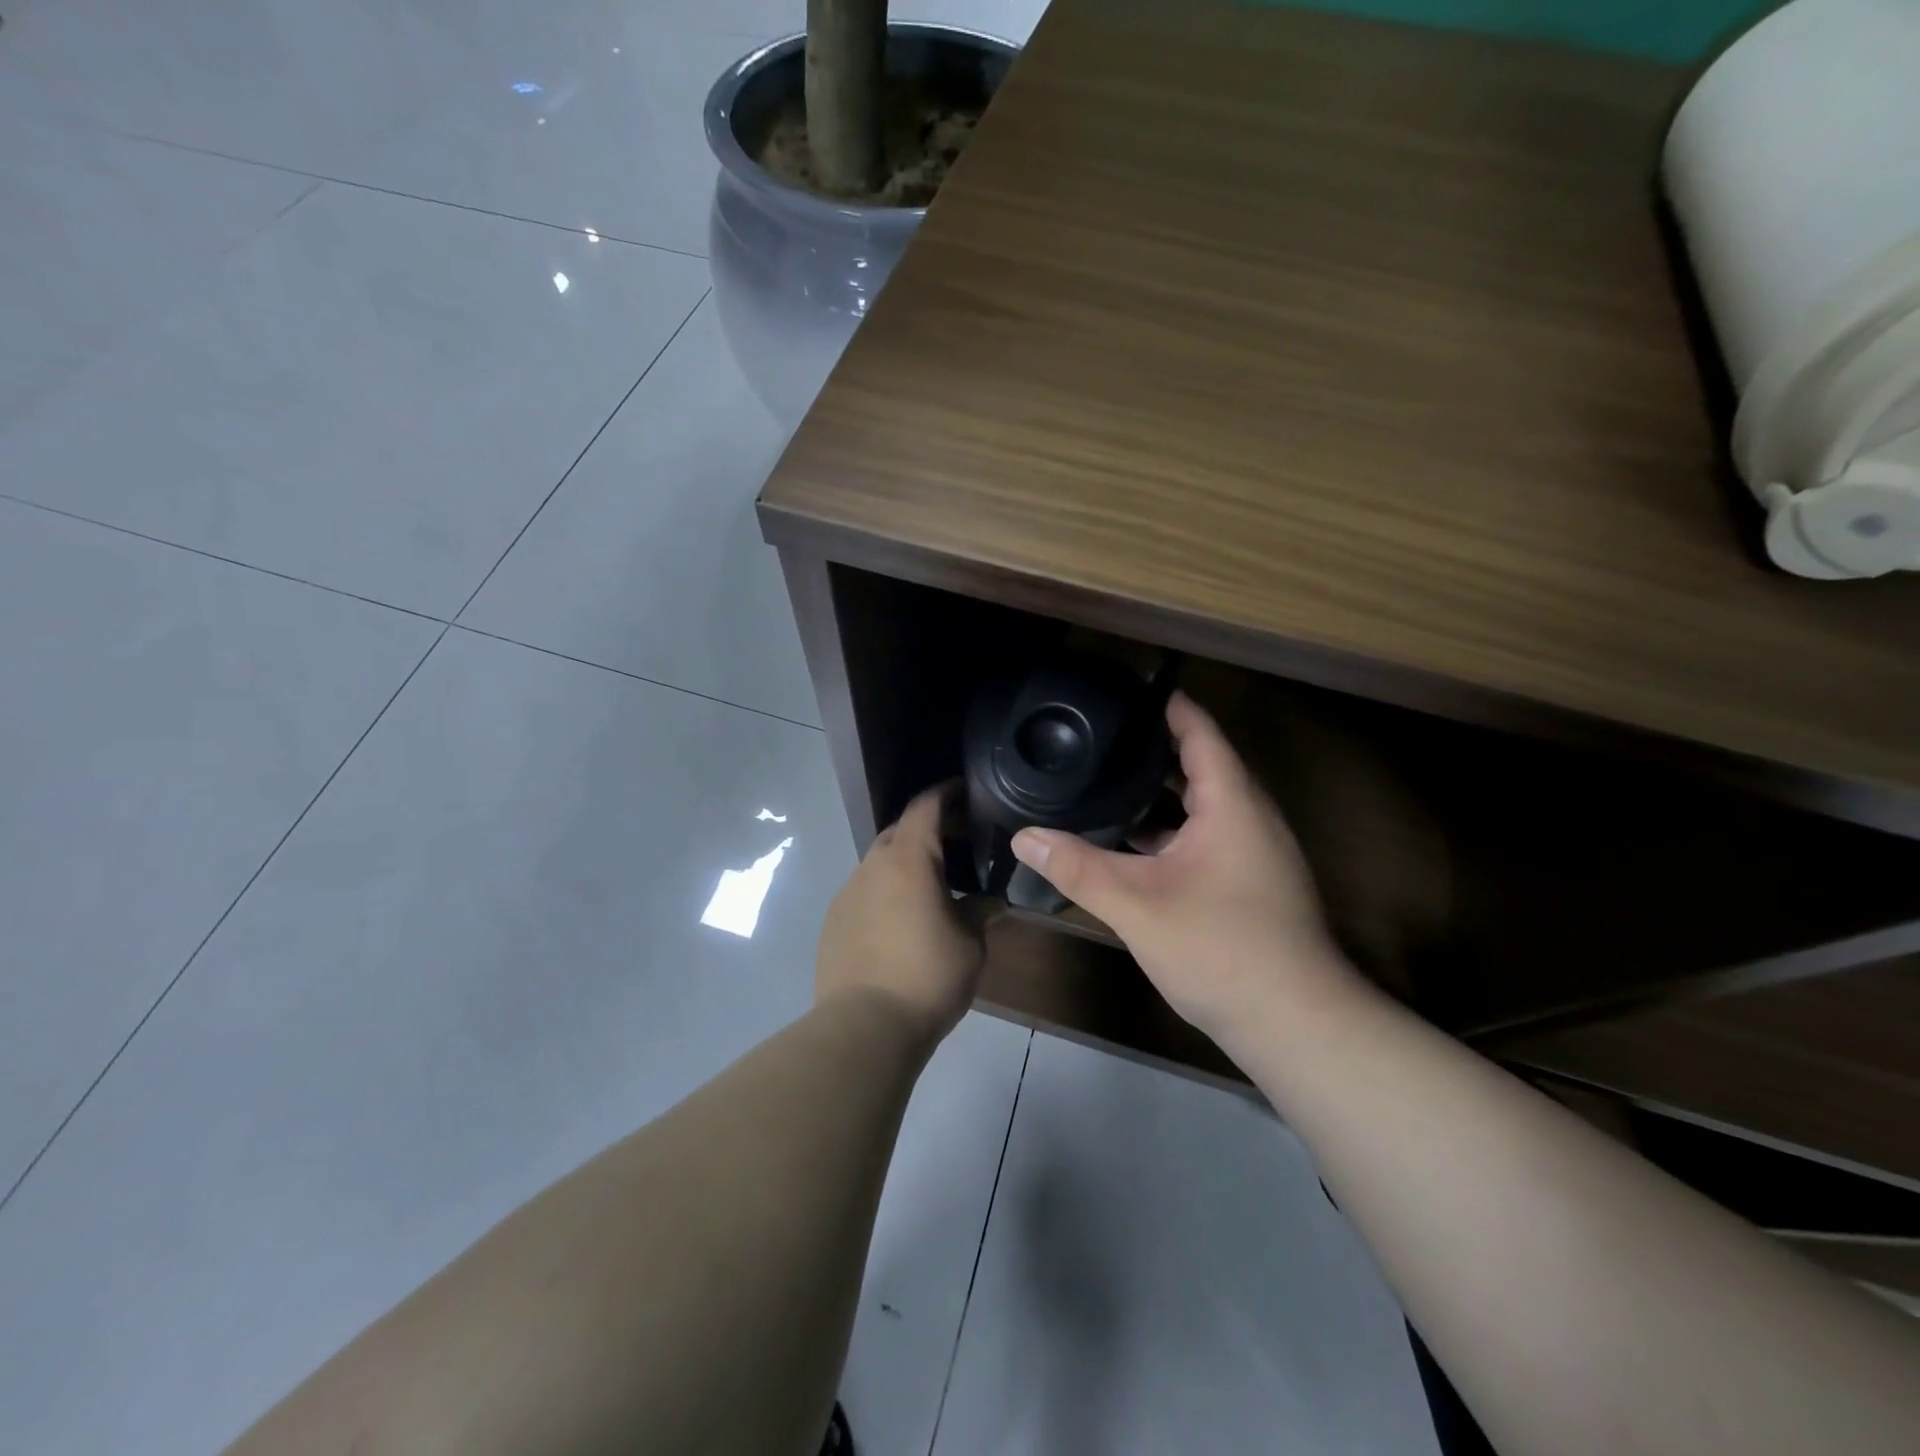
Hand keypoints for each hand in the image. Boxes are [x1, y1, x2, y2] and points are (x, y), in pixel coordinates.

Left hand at [816, 785, 987, 1045]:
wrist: (864, 1027)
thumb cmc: (927, 976)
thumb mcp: (970, 944)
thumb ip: (980, 913)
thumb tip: (991, 902)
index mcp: (907, 860)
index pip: (925, 807)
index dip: (945, 793)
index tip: (965, 790)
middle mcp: (872, 866)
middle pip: (898, 831)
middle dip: (926, 829)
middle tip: (957, 843)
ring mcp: (847, 893)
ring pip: (878, 863)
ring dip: (904, 863)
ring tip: (931, 885)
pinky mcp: (833, 921)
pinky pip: (864, 891)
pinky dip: (885, 891)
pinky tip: (901, 919)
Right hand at [1010, 693, 1365, 1047]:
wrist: (1294, 1023)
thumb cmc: (1221, 949)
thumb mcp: (1137, 905)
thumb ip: (1077, 867)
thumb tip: (1022, 837)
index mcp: (1232, 803)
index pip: (1199, 731)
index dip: (1166, 705)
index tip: (1125, 690)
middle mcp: (1249, 817)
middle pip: (1200, 764)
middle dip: (1152, 748)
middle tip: (1099, 736)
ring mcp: (1253, 852)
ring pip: (1201, 805)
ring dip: (1159, 794)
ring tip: (1104, 781)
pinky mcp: (1249, 882)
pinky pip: (1205, 835)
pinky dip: (1169, 830)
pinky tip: (1130, 844)